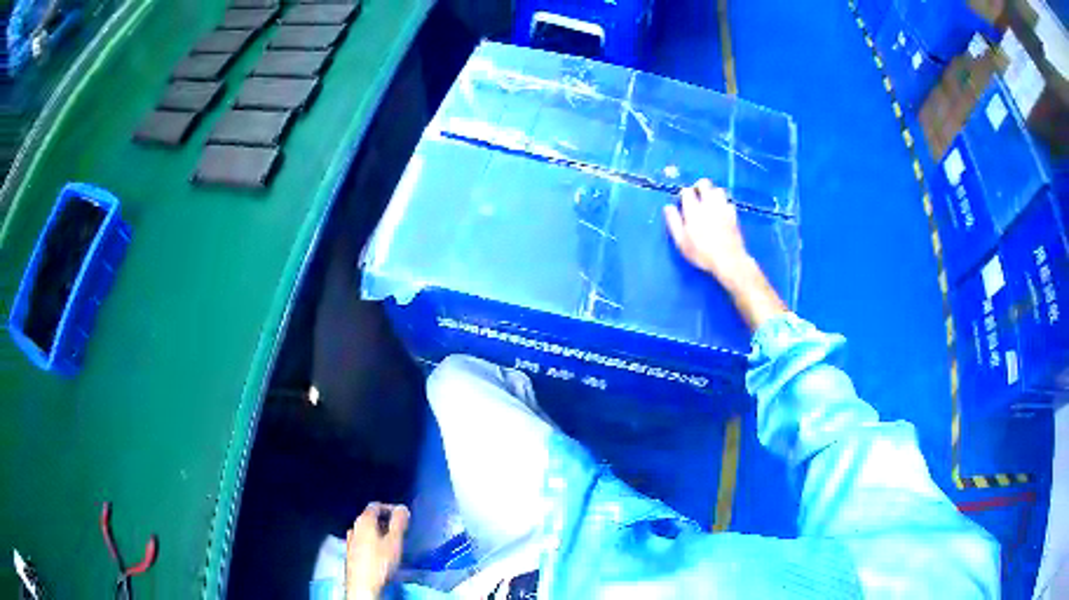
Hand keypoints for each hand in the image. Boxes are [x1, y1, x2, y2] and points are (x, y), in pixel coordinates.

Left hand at [346, 503, 408, 599]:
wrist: (363, 585)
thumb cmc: (380, 561)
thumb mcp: (394, 541)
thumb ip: (399, 523)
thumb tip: (402, 508)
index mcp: (363, 521)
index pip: (376, 506)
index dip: (390, 508)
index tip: (403, 517)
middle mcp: (354, 527)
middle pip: (370, 518)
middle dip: (386, 521)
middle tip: (400, 531)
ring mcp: (350, 540)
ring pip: (366, 530)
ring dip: (379, 533)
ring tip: (392, 543)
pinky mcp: (350, 553)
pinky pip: (363, 541)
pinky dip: (373, 542)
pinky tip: (381, 554)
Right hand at [664, 179, 755, 290]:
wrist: (729, 260)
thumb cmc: (702, 253)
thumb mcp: (682, 241)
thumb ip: (674, 222)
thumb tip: (668, 207)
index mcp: (693, 210)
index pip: (687, 191)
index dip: (684, 194)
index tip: (682, 202)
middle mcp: (709, 204)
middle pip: (705, 183)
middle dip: (699, 187)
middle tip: (696, 197)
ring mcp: (723, 208)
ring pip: (718, 190)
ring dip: (713, 193)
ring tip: (709, 203)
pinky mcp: (734, 215)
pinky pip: (728, 202)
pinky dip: (724, 204)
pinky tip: (721, 212)